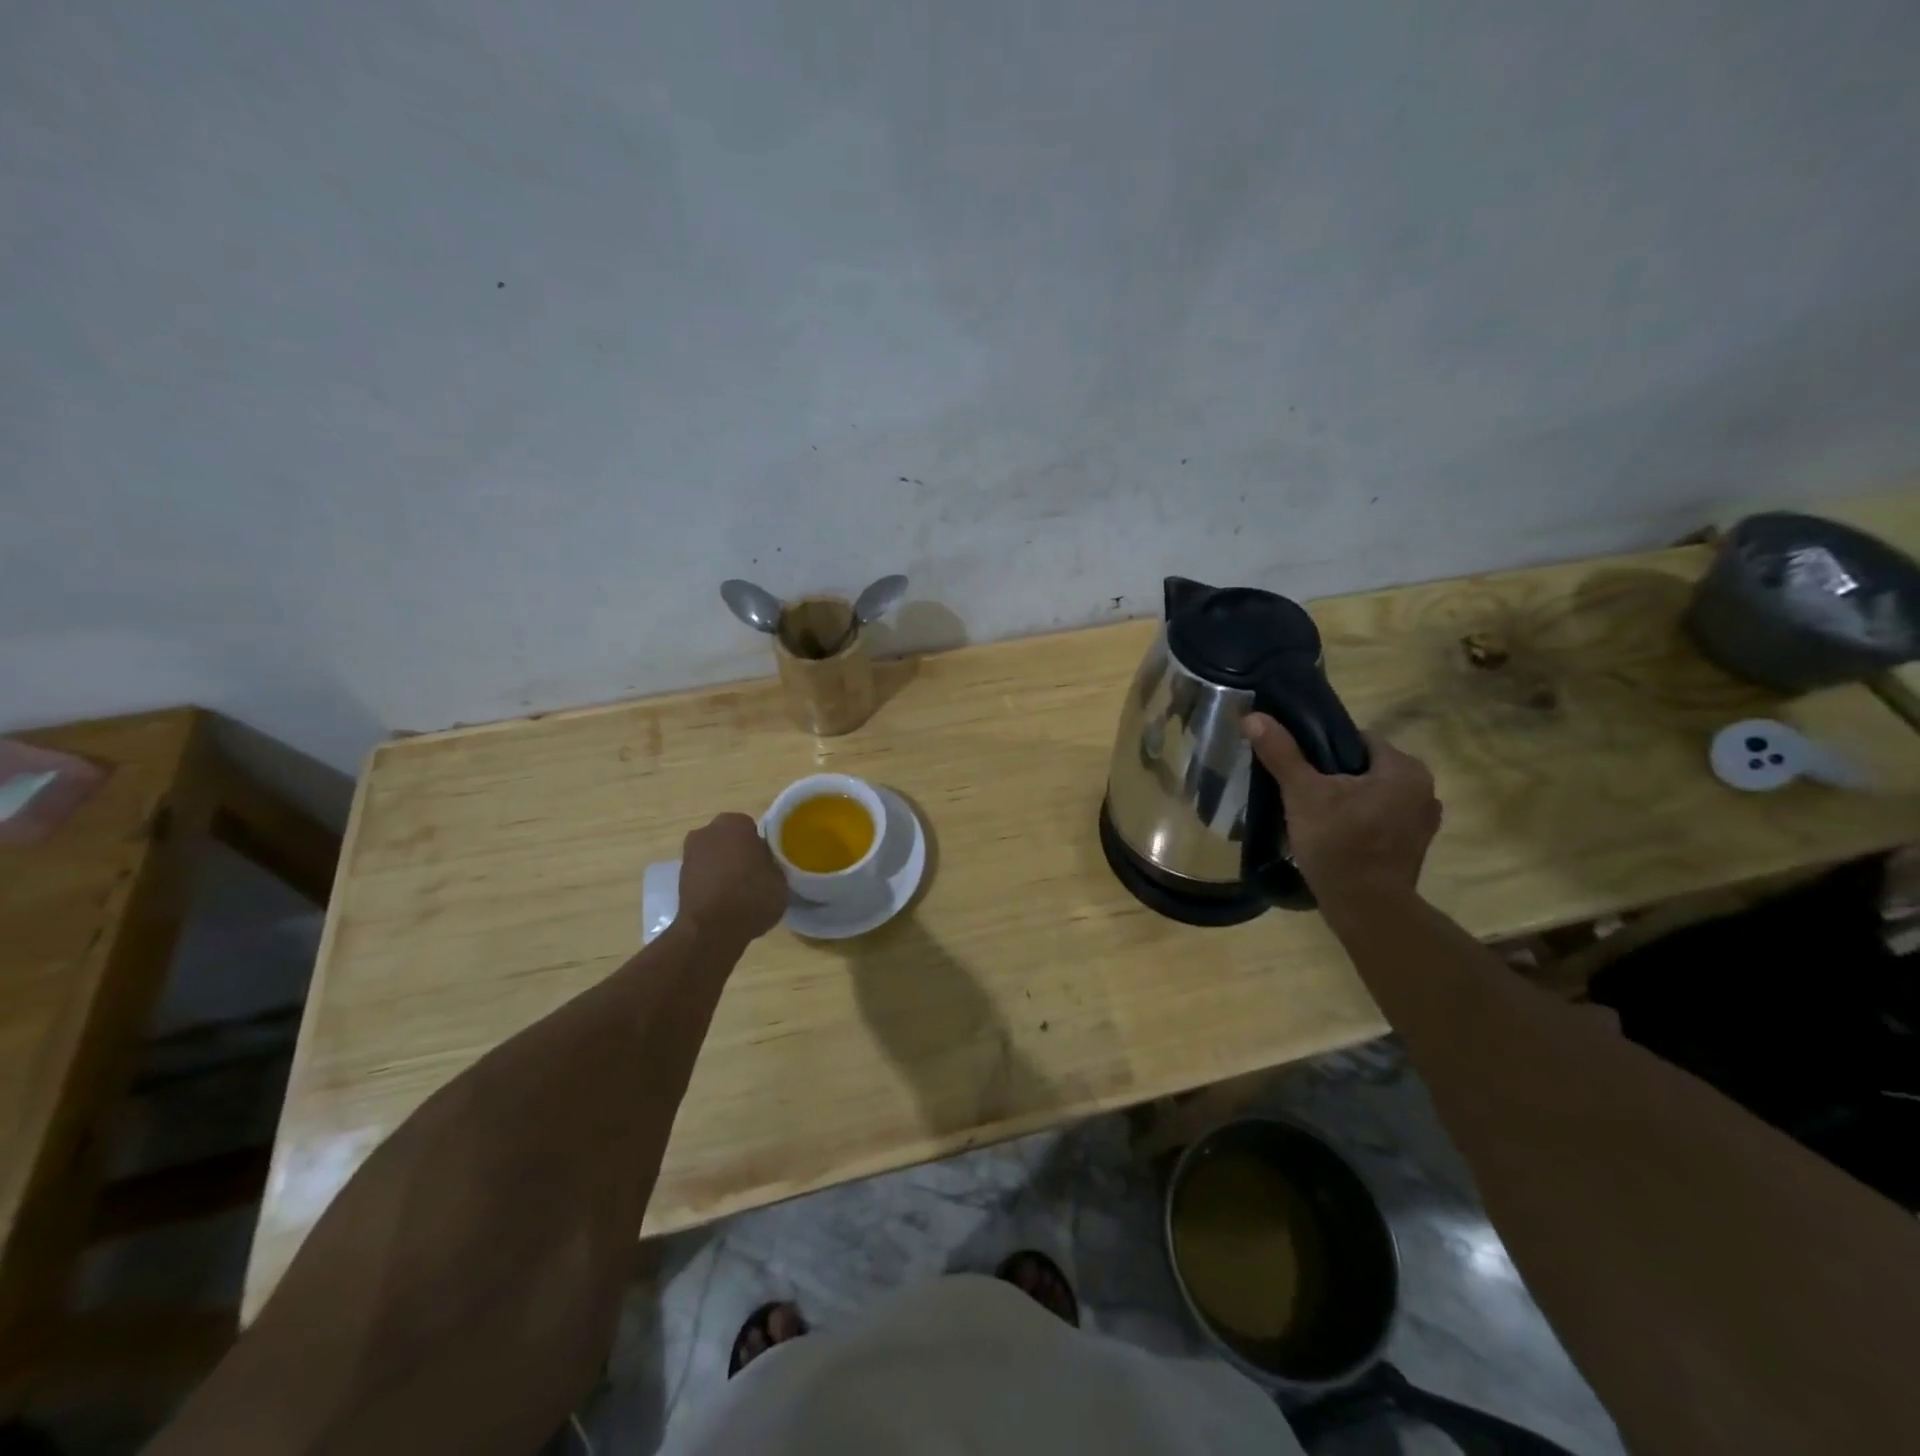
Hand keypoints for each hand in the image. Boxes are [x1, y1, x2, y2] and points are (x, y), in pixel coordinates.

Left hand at [679, 813, 787, 942]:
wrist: (710, 931)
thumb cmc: (750, 896)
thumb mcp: (781, 878)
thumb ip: (774, 863)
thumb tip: (768, 863)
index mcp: (735, 823)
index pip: (754, 829)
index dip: (763, 847)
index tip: (769, 864)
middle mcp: (707, 830)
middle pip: (731, 839)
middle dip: (741, 853)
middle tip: (757, 875)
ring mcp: (689, 853)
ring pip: (716, 856)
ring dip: (725, 868)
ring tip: (741, 892)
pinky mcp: (679, 877)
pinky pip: (704, 874)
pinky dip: (713, 883)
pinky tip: (725, 901)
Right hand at [1243, 713, 1440, 908]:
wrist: (1366, 908)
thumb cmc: (1339, 842)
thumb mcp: (1303, 793)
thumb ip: (1282, 753)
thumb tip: (1253, 716)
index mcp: (1405, 769)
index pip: (1359, 740)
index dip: (1324, 747)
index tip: (1299, 765)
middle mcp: (1424, 790)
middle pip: (1366, 768)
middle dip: (1335, 777)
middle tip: (1301, 792)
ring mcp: (1423, 823)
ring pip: (1373, 796)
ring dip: (1348, 801)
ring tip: (1314, 815)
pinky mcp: (1413, 849)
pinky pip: (1380, 821)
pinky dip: (1359, 823)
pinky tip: (1334, 837)